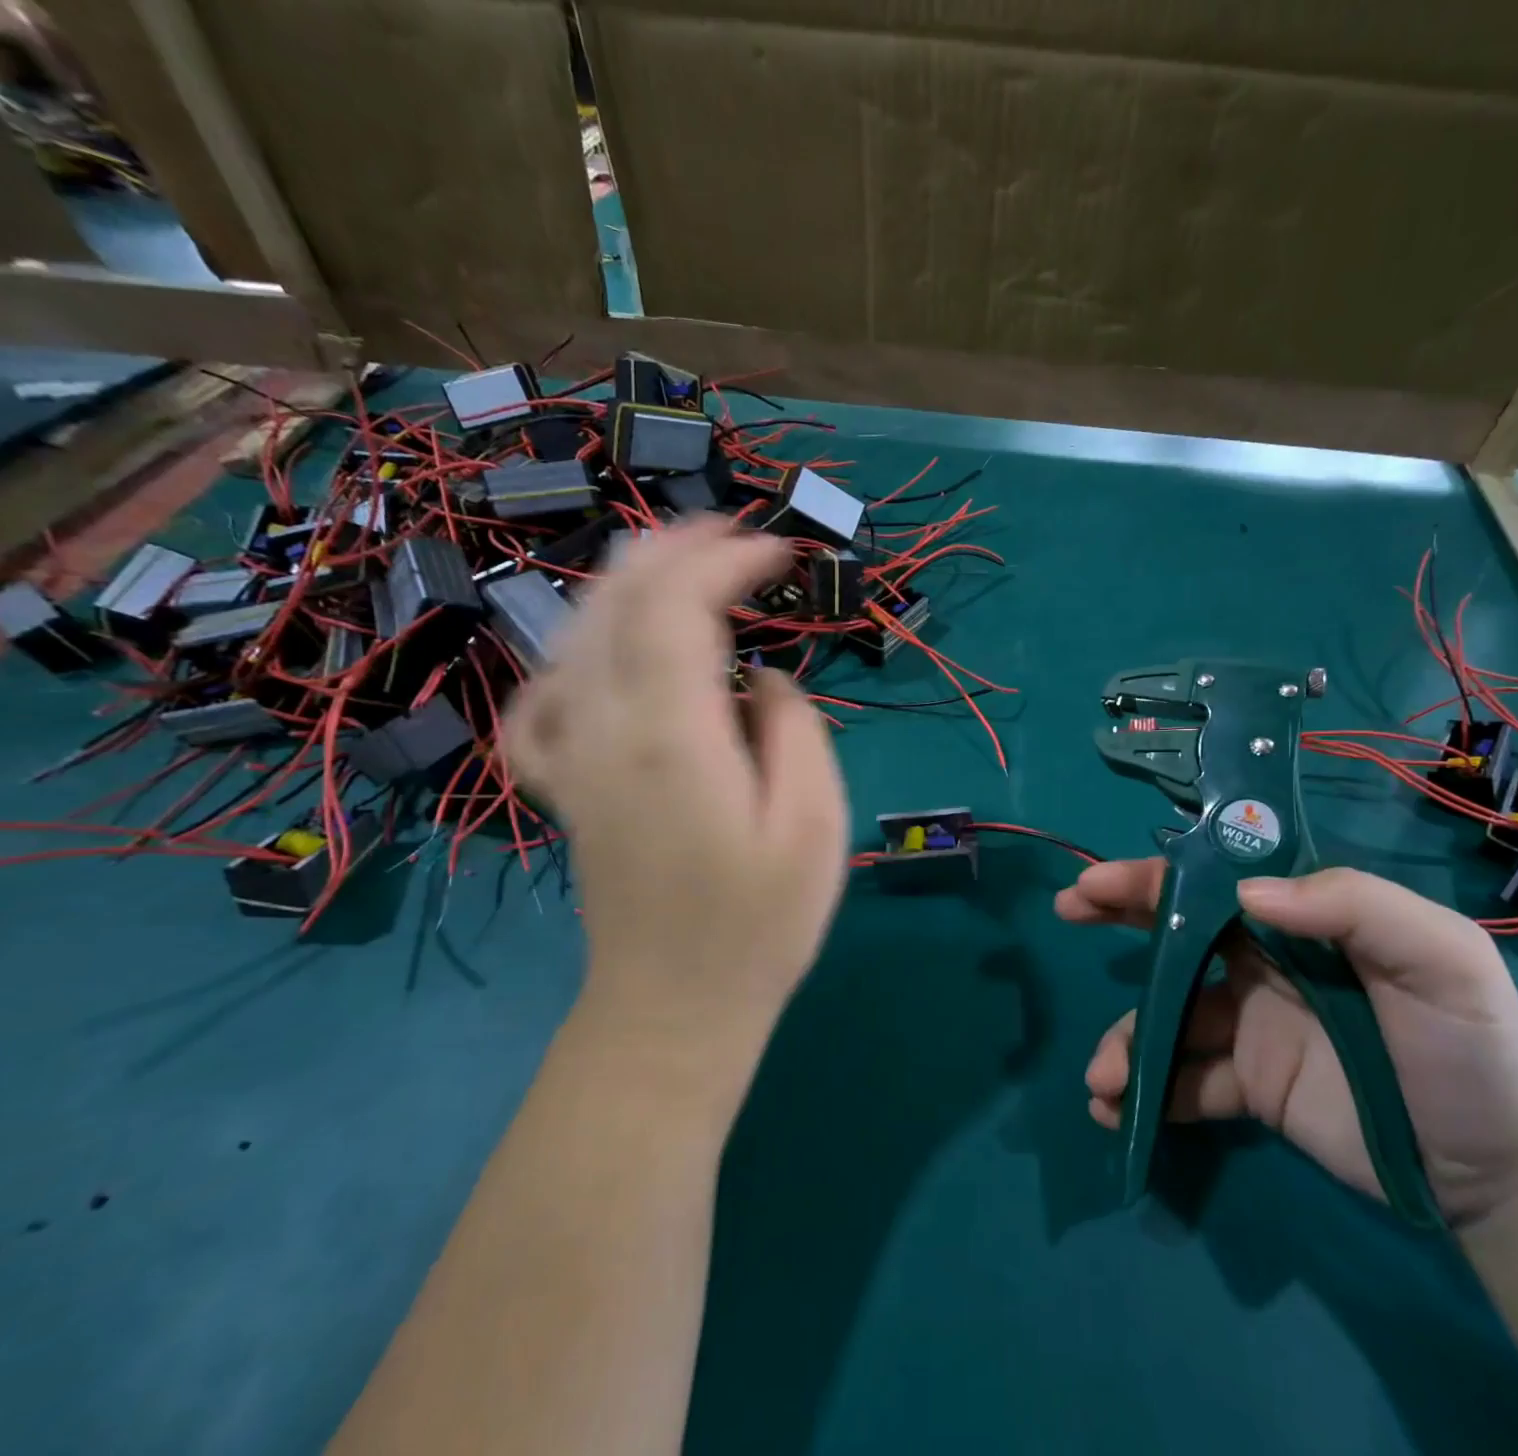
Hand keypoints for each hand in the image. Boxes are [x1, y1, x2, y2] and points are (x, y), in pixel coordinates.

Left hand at [505, 518, 849, 1096]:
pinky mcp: (564, 785)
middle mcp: (603, 729)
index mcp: (670, 736)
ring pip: (576, 634)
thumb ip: (793, 728)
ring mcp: (571, 756)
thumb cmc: (761, 922)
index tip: (781, 551)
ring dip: (628, 582)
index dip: (726, 560)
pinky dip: (572, 654)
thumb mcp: (814, 823)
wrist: (675, 1010)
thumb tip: (763, 679)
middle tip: (734, 532)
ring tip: (682, 563)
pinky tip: (600, 655)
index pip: (678, 607)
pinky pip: (543, 698)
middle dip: (675, 548)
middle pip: (617, 602)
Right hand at [1058, 862, 1517, 1222]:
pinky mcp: (1248, 1086)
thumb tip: (1248, 894)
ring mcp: (1250, 1026)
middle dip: (1118, 916)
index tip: (1097, 880)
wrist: (1497, 1171)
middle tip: (1067, 912)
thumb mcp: (1440, 958)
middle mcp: (1264, 964)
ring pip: (1169, 1016)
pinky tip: (1119, 1115)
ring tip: (1104, 1079)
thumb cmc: (1470, 1046)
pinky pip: (1186, 1082)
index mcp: (1301, 921)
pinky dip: (1148, 1095)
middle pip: (1176, 932)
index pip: (1215, 882)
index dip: (1154, 875)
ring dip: (1128, 1040)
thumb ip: (1355, 905)